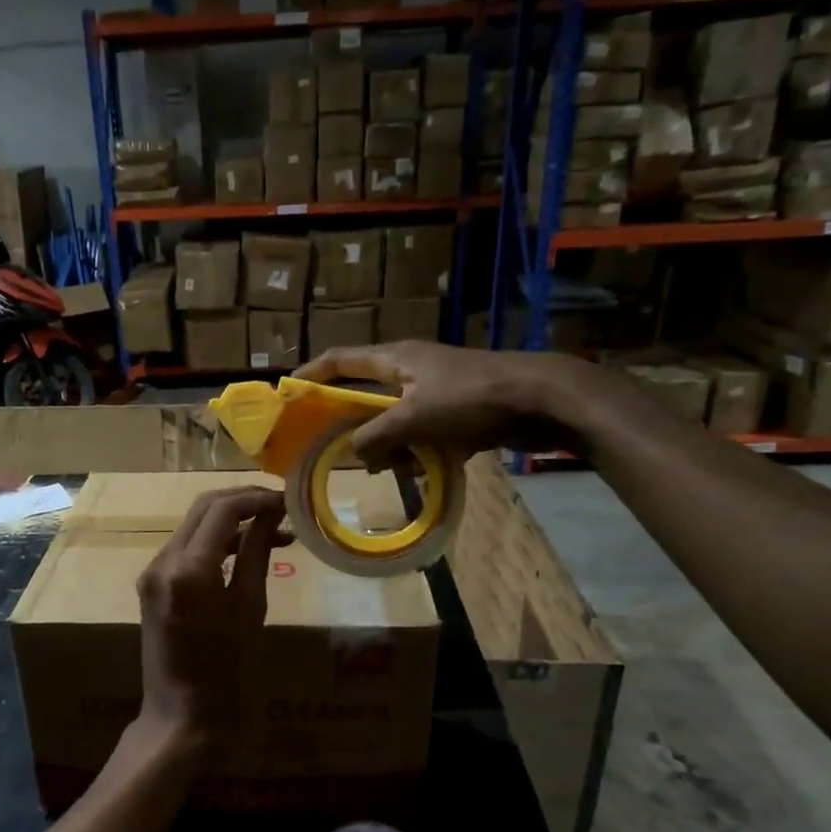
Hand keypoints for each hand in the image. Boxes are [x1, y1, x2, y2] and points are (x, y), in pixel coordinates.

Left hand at [135, 487, 288, 745]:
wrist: (183, 717)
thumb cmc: (228, 670)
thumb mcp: (250, 607)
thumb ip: (259, 552)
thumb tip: (273, 514)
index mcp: (188, 568)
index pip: (222, 509)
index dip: (257, 498)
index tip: (288, 500)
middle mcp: (162, 561)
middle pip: (204, 508)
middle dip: (243, 501)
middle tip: (282, 508)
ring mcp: (153, 572)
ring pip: (194, 526)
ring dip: (232, 521)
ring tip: (276, 532)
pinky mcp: (152, 585)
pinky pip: (186, 549)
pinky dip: (216, 543)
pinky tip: (247, 551)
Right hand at [295, 342, 614, 467]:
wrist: (541, 398)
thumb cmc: (470, 398)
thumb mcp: (413, 418)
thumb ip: (376, 435)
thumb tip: (354, 452)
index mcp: (395, 359)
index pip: (340, 360)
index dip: (312, 374)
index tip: (289, 393)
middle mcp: (411, 370)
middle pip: (367, 394)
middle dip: (352, 423)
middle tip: (333, 448)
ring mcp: (437, 389)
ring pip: (397, 419)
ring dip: (389, 444)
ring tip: (389, 469)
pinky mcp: (460, 410)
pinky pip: (425, 433)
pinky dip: (419, 451)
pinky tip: (423, 472)